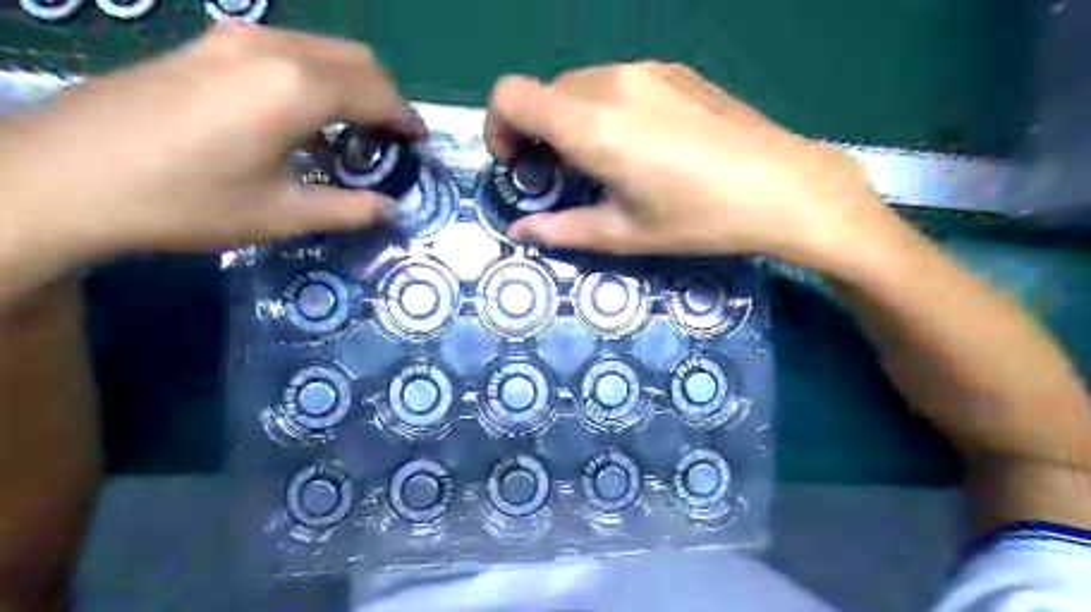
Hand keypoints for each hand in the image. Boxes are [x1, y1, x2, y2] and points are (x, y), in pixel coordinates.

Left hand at [0, 23, 423, 262]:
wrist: (68, 177)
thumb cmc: (188, 202)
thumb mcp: (282, 215)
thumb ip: (349, 209)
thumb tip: (392, 209)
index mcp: (297, 90)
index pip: (379, 93)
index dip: (407, 120)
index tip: (419, 145)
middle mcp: (274, 50)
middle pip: (359, 60)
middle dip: (386, 97)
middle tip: (391, 139)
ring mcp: (235, 39)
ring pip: (324, 49)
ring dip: (353, 85)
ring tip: (354, 131)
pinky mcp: (208, 44)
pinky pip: (288, 50)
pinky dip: (317, 77)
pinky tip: (304, 117)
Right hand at [491, 61, 899, 266]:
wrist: (781, 186)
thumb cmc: (697, 218)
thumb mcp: (623, 233)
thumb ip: (560, 230)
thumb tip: (520, 231)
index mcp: (592, 124)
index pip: (510, 95)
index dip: (497, 127)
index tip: (518, 164)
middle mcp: (611, 82)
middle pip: (543, 92)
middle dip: (535, 133)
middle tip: (559, 176)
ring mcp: (646, 69)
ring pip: (578, 86)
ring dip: (569, 121)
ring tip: (601, 162)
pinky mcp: (673, 70)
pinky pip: (615, 82)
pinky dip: (603, 109)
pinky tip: (638, 144)